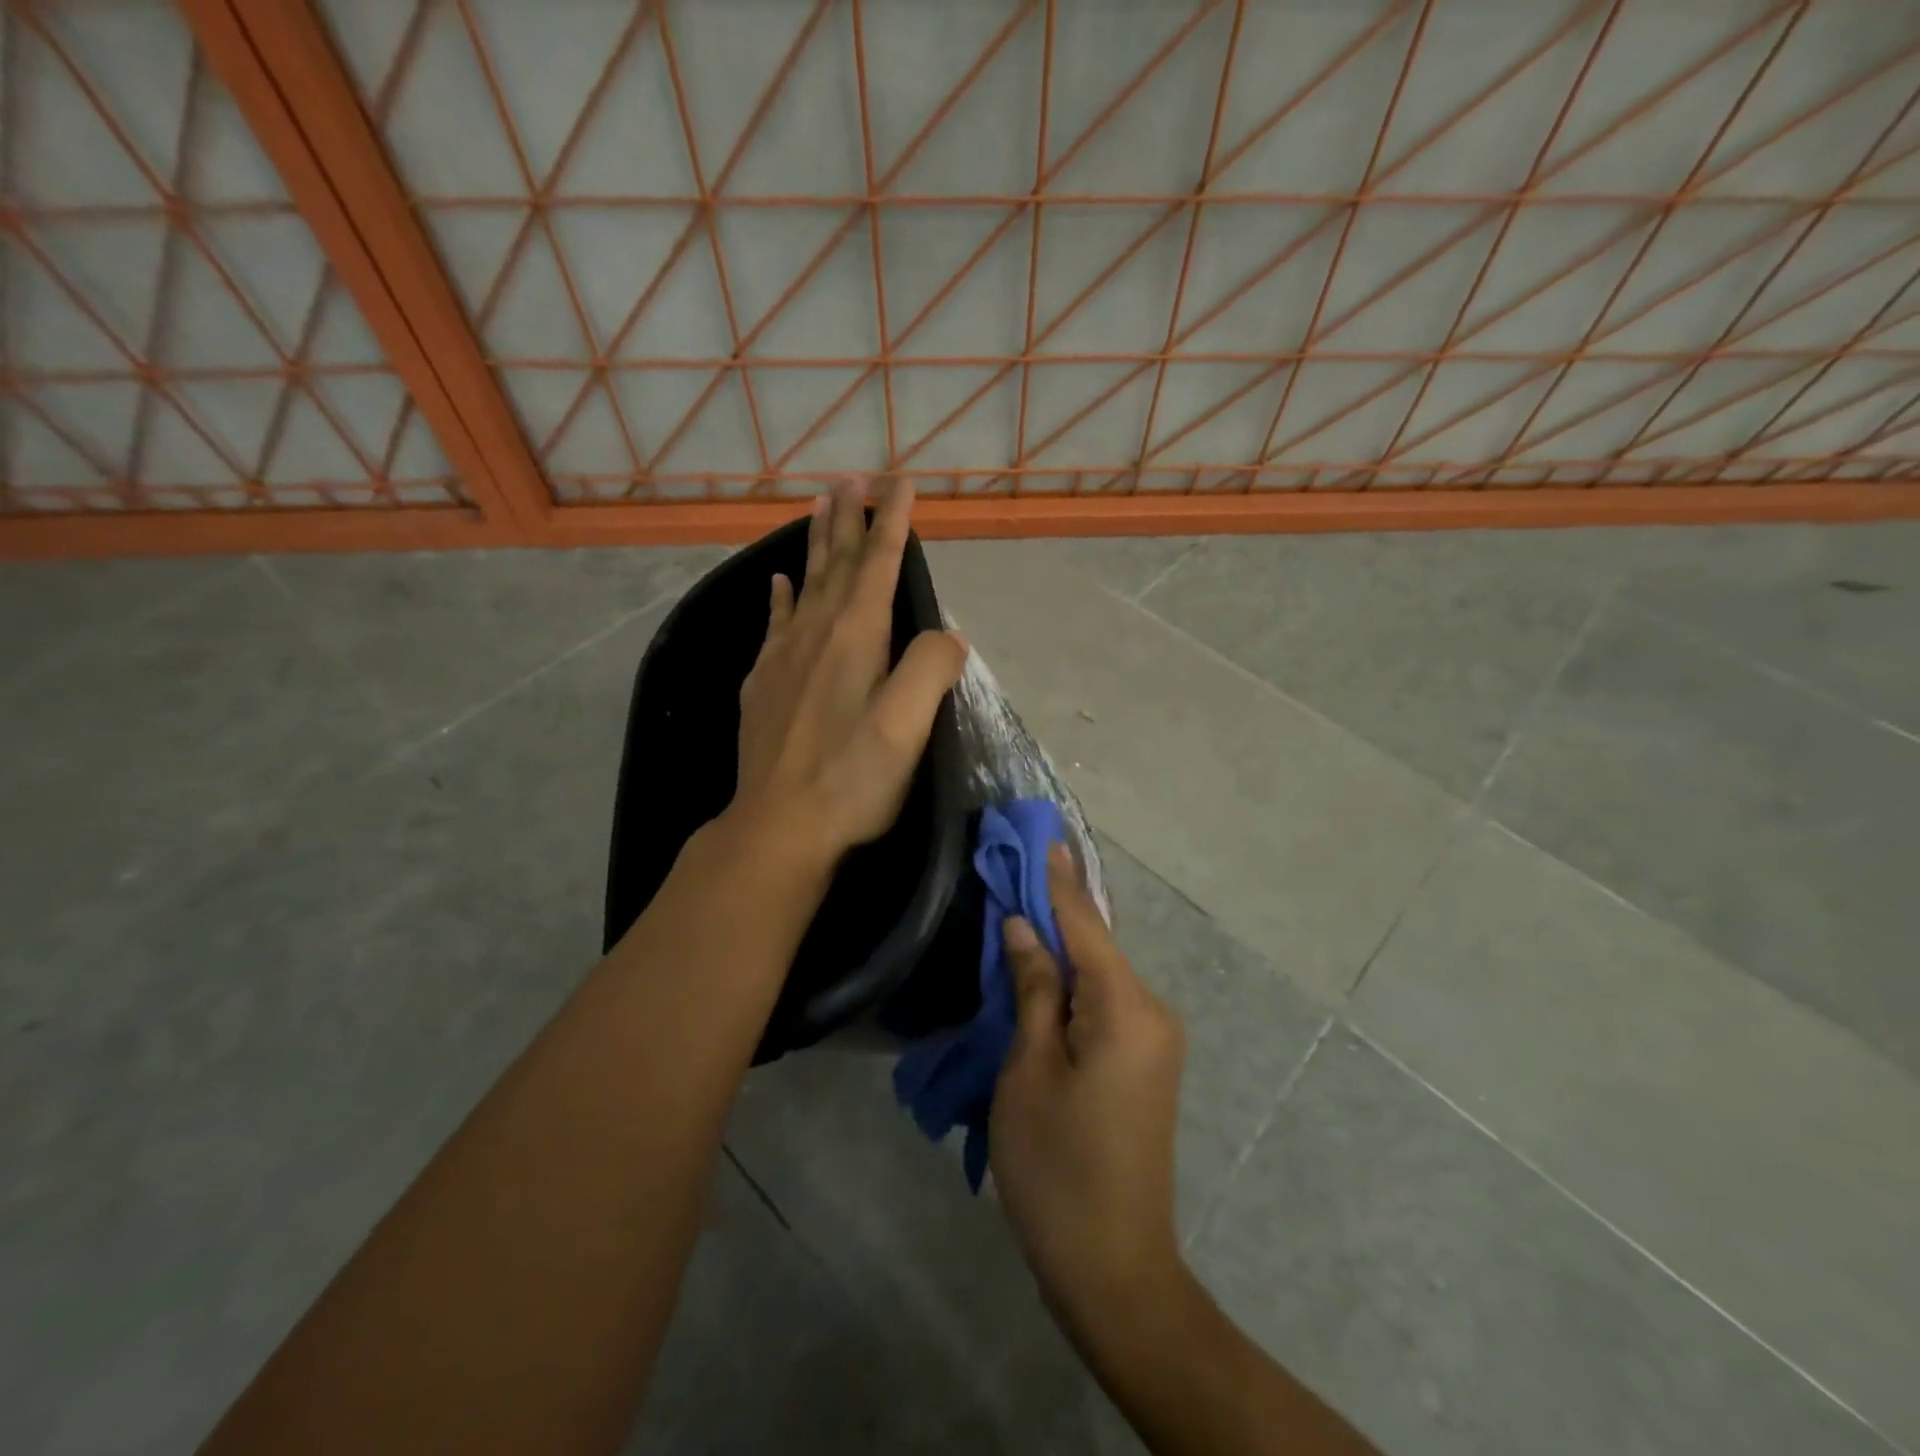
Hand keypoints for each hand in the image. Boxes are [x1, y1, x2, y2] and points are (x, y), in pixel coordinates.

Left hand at [732, 477, 967, 867]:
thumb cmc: (852, 778)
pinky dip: (779, 597)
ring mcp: (782, 658)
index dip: (891, 519)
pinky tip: (776, 584)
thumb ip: (932, 668)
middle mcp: (816, 634)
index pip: (878, 562)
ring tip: (818, 506)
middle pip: (835, 563)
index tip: (899, 480)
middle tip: (851, 477)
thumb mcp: (909, 725)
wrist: (778, 826)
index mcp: (856, 637)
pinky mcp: (762, 685)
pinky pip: (773, 623)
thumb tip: (946, 637)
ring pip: (803, 584)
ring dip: (814, 544)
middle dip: (848, 518)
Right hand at [990, 843, 1189, 1344]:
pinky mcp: (1147, 1062)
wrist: (1115, 1269)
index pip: (1085, 926)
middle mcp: (1152, 1012)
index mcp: (1125, 1009)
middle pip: (1097, 946)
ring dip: (1063, 948)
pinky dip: (1074, 982)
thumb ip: (1033, 990)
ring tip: (1021, 913)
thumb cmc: (1057, 1169)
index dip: (1058, 881)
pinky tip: (1044, 972)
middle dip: (1057, 911)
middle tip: (1015, 872)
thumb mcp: (1028, 1073)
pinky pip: (1107, 1003)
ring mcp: (1156, 1039)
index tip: (1044, 835)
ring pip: (1100, 974)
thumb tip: (1025, 928)